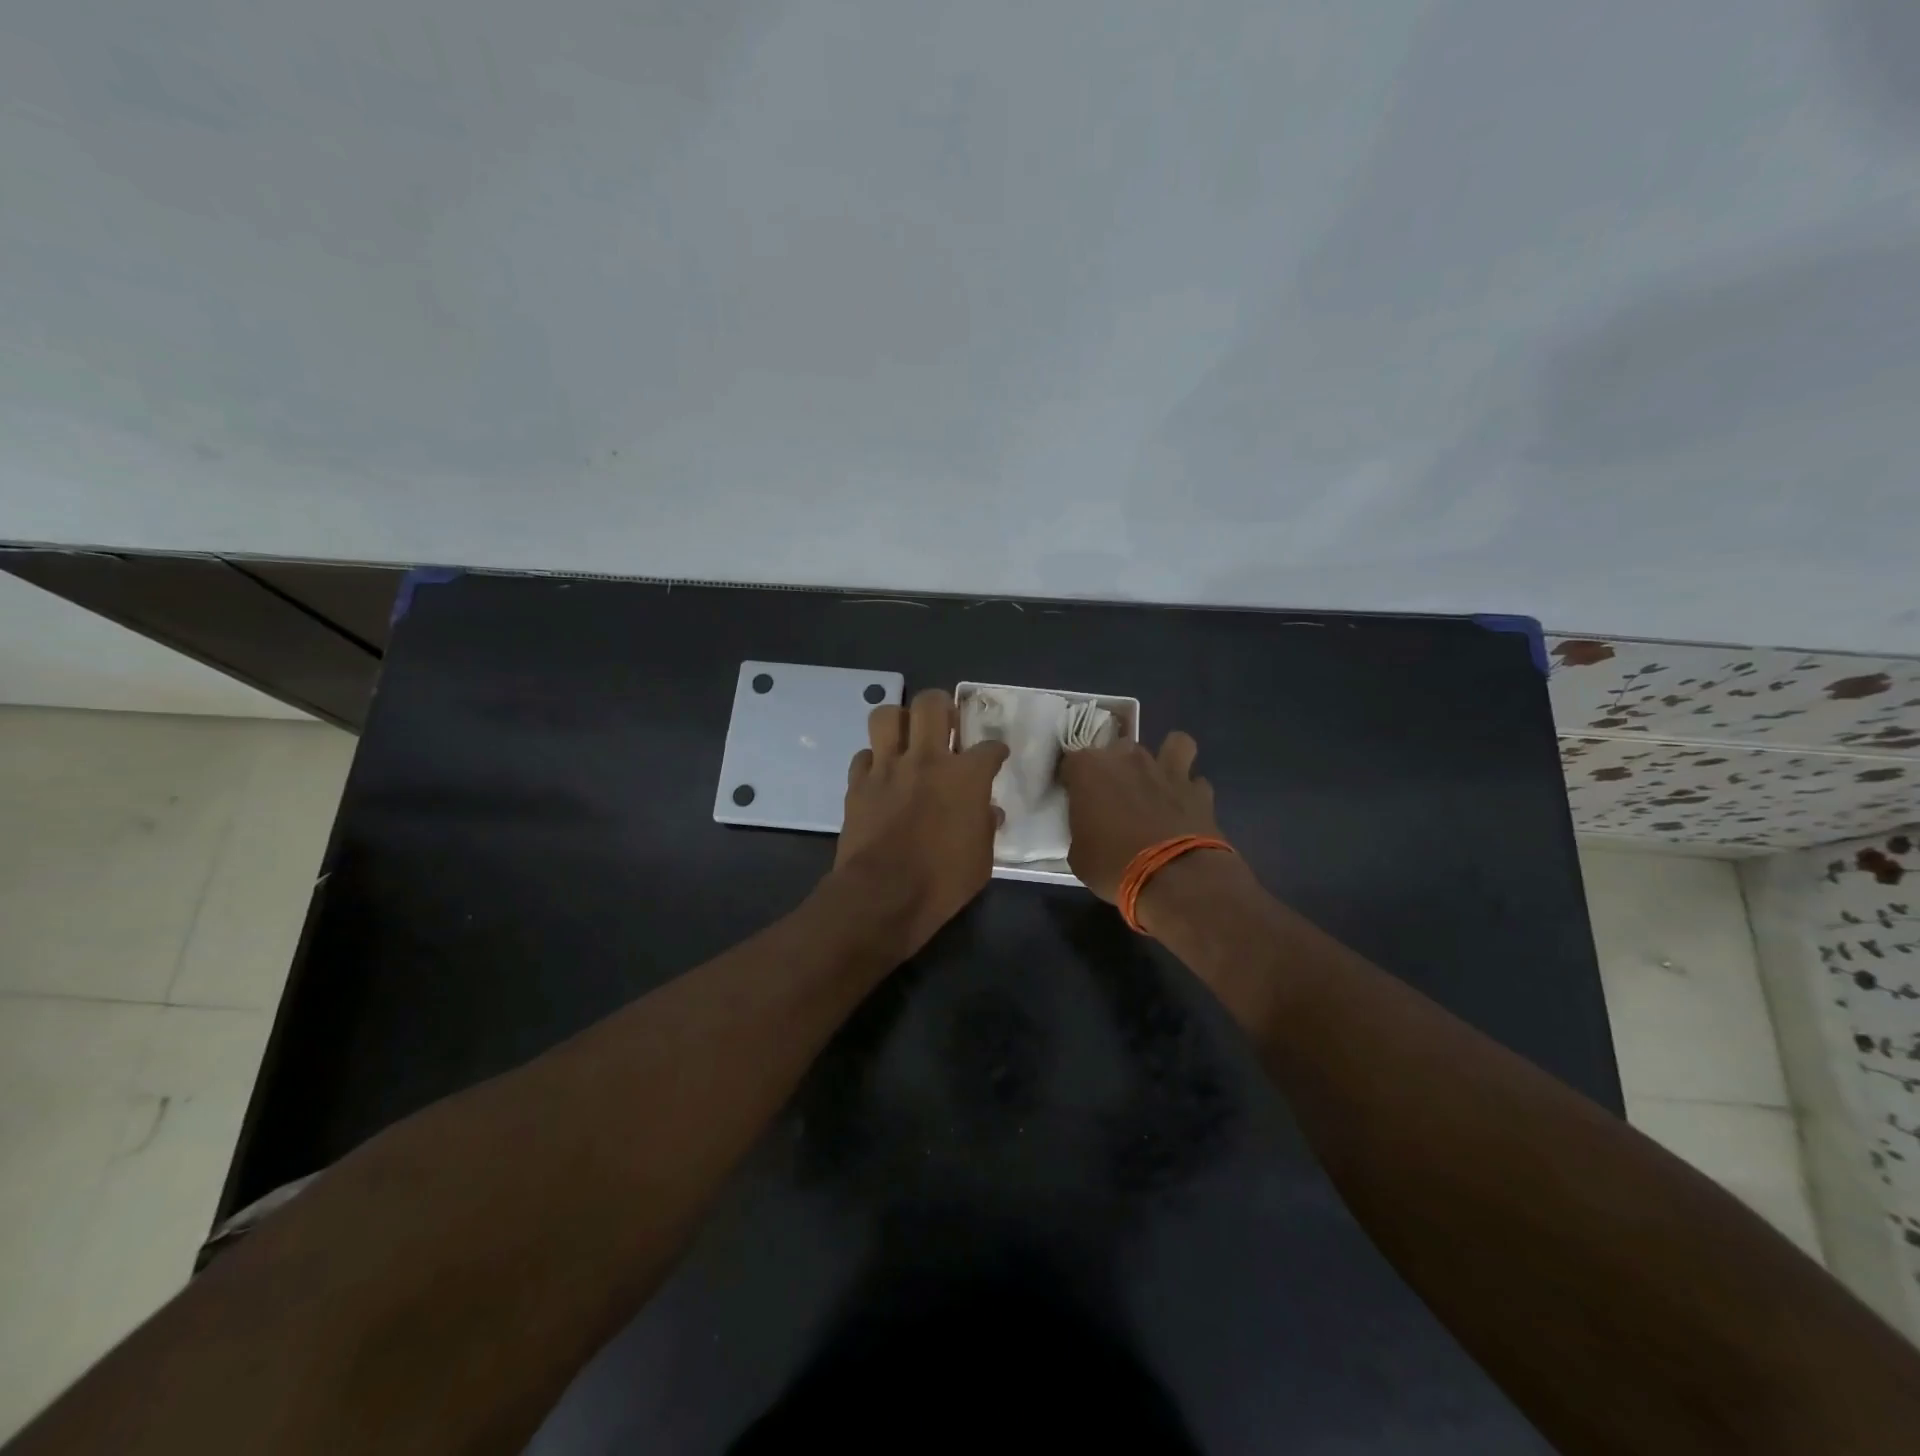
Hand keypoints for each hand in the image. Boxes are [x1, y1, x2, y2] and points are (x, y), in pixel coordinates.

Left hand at [832, 689, 1009, 955]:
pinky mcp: (858, 784)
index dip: (995, 750)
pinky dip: (874, 761)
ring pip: (887, 716)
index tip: (995, 756)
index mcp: (965, 776)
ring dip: (899, 722)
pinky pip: (864, 756)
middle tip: (946, 724)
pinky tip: (881, 775)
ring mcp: (887, 768)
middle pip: (931, 704)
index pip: (989, 747)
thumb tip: (988, 812)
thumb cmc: (942, 881)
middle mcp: (926, 759)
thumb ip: (985, 828)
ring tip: (907, 738)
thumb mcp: (981, 860)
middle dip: (942, 706)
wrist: (882, 895)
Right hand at [1057, 731, 1222, 902]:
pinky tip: (1185, 808)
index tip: (1076, 800)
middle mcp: (1127, 758)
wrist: (1173, 879)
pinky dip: (1190, 791)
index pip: (1071, 761)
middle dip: (1116, 768)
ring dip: (1166, 759)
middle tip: (1115, 797)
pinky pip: (1195, 781)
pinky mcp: (1199, 790)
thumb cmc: (1113, 865)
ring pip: (1173, 745)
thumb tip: (1091, 829)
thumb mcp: (1079, 855)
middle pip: (1119, 749)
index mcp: (1090, 769)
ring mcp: (1167, 770)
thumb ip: (1082, 828)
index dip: (1074, 780)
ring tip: (1160, 783)